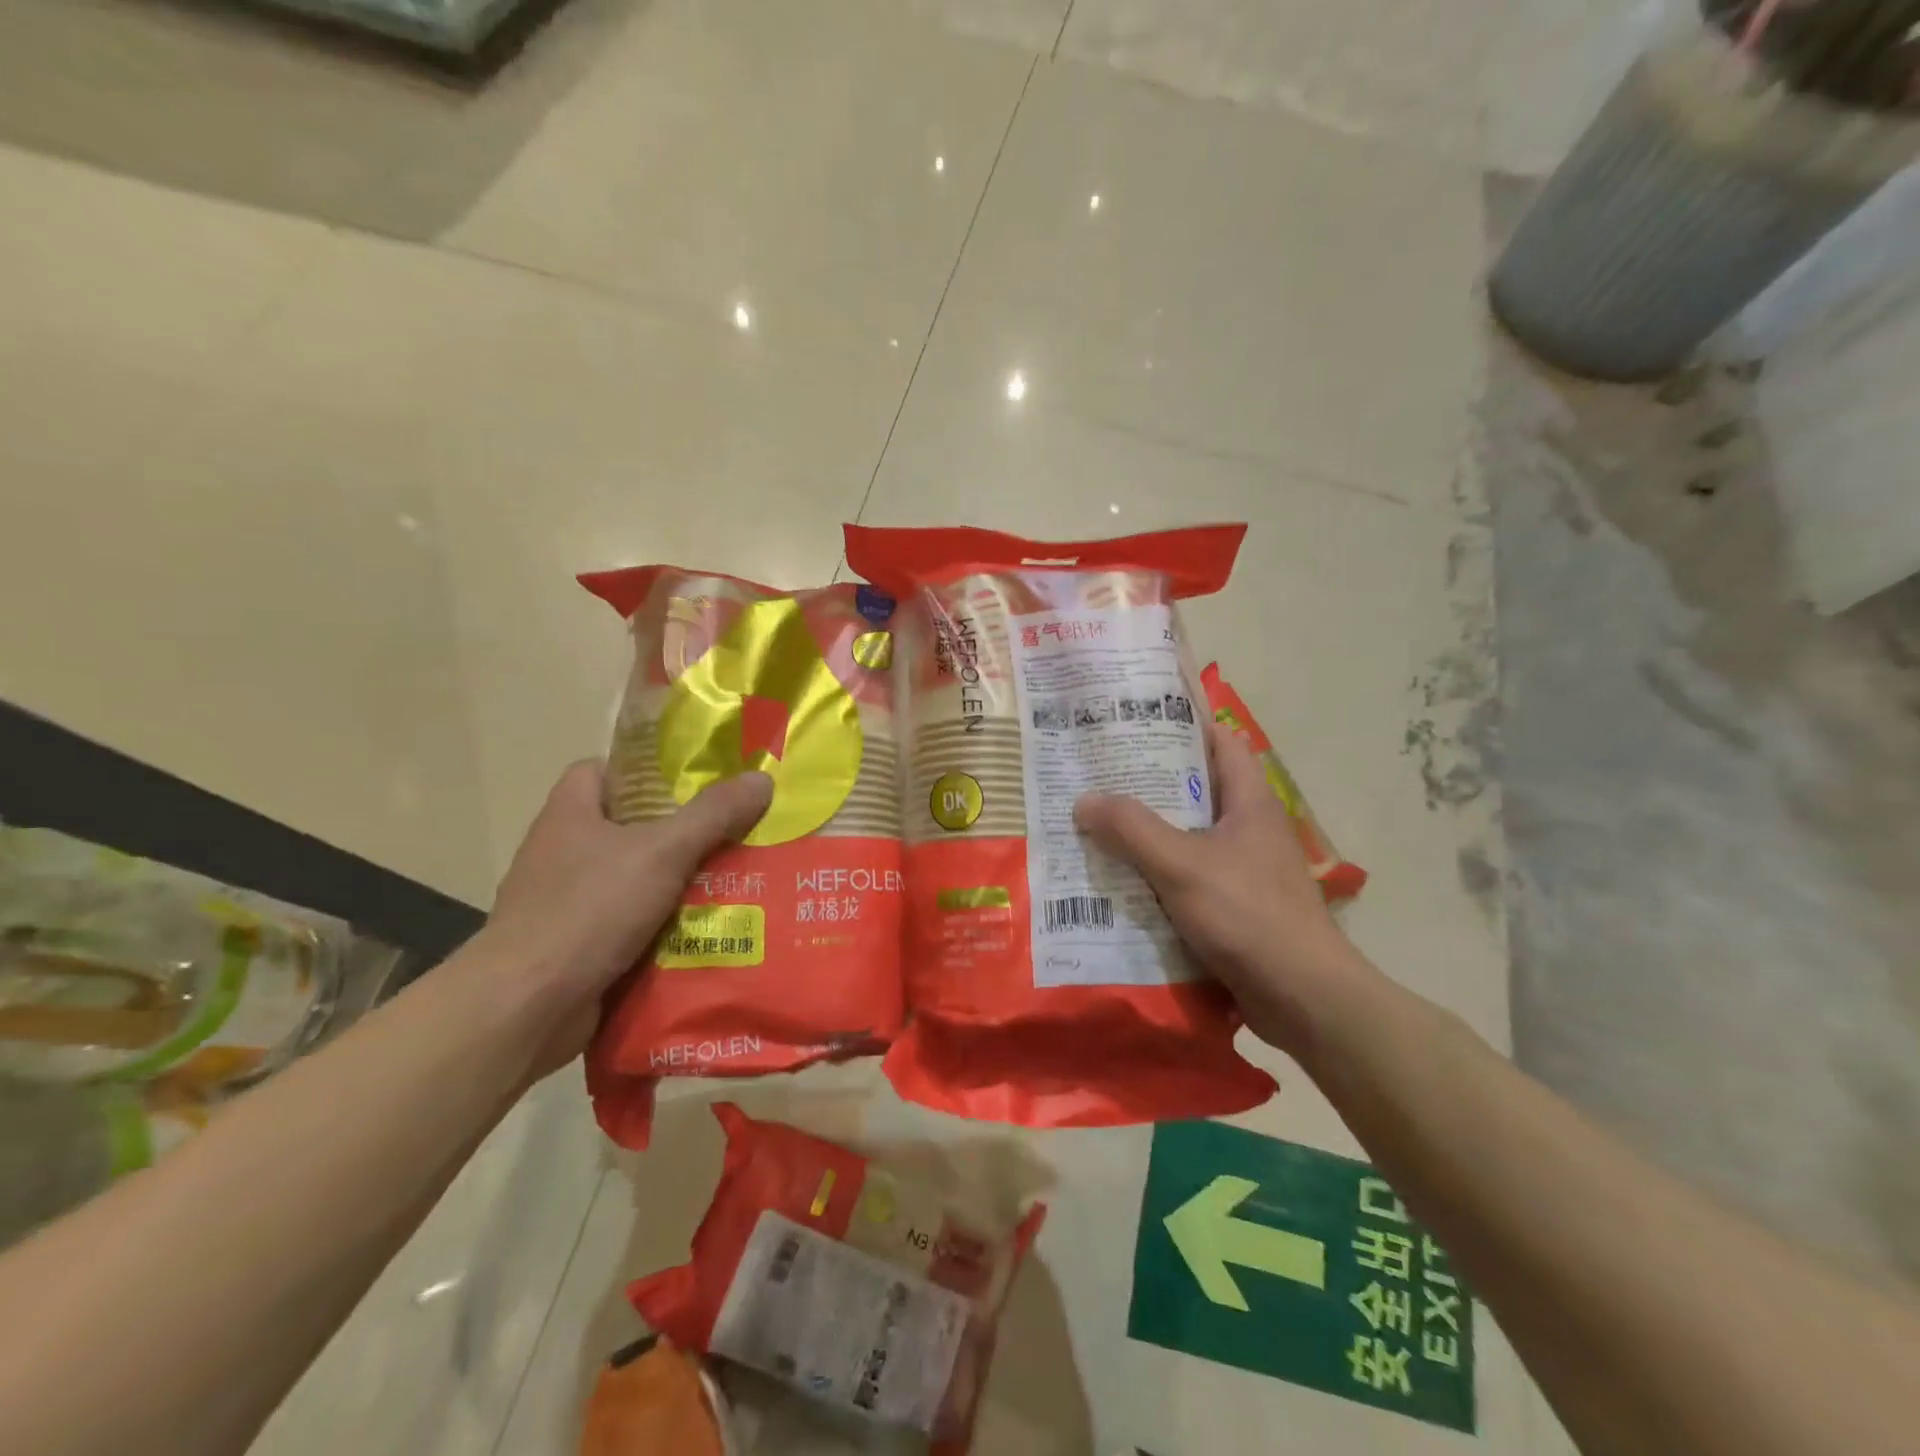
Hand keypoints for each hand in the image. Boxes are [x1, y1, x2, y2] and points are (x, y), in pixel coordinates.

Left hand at [482, 761, 771, 1071]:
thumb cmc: (589, 909)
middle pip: (627, 827)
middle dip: (679, 832)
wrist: (527, 1007)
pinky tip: (705, 931)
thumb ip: (713, 814)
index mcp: (570, 814)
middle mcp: (562, 853)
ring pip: (634, 879)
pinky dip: (662, 927)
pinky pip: (630, 924)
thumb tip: (762, 779)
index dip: (644, 770)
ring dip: (676, 884)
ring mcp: (566, 903)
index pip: (601, 771)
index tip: (692, 782)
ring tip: (733, 881)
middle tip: (732, 833)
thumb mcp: (662, 852)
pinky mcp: (575, 947)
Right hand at [1073, 723, 1371, 1056]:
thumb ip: (1131, 829)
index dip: (1184, 724)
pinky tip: (1118, 880)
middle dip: (1149, 781)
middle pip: (1196, 789)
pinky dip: (1156, 874)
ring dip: (1148, 832)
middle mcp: (1248, 828)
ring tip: (1096, 823)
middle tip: (1098, 774)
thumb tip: (1084, 800)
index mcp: (1248, 802)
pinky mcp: (1234, 906)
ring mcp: (1243, 869)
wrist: (1303, 998)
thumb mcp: (1182, 864)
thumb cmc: (1248, 915)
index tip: (1135, 721)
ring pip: (1187, 836)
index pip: (1221, 742)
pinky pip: (1187, 877)